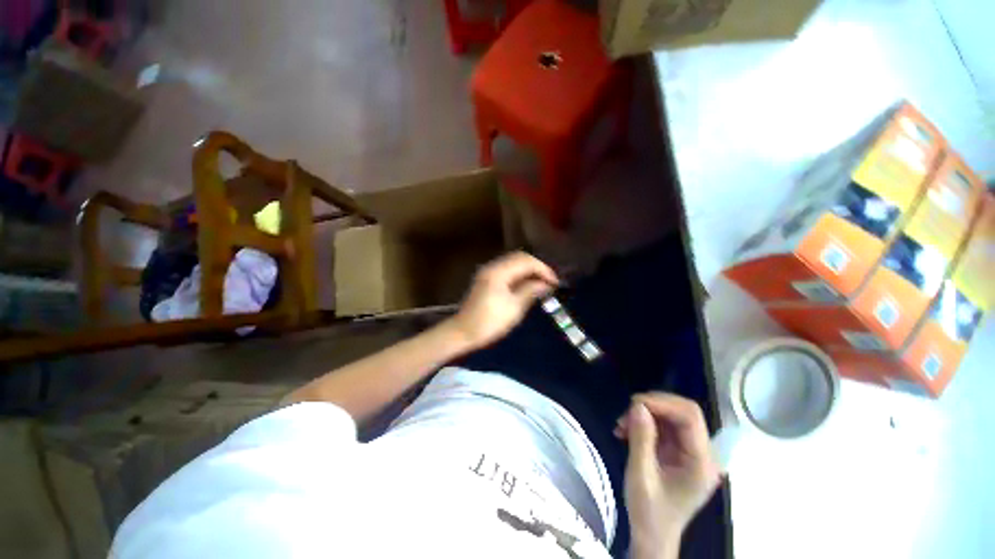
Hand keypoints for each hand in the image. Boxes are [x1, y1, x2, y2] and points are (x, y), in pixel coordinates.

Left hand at [445, 252, 557, 349]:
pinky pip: (507, 270)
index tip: (555, 282)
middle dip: (537, 267)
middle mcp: (492, 267)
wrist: (463, 332)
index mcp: (499, 272)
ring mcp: (488, 272)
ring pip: (513, 263)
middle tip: (549, 281)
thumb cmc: (489, 322)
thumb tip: (545, 284)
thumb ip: (530, 291)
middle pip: (519, 258)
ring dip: (528, 270)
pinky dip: (519, 274)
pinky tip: (527, 285)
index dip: (543, 269)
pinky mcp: (486, 279)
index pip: (526, 261)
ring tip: (541, 283)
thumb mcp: (514, 308)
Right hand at [616, 393, 720, 554]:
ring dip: (644, 414)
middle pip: (683, 412)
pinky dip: (644, 422)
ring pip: (671, 415)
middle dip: (652, 406)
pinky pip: (663, 425)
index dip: (662, 403)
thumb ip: (641, 438)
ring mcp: (691, 452)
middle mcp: (702, 453)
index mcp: (701, 463)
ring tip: (621, 425)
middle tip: (626, 413)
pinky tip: (626, 431)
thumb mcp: (640, 475)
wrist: (651, 535)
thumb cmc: (648, 512)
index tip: (633, 404)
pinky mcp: (680, 451)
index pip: (690, 417)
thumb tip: (637, 405)